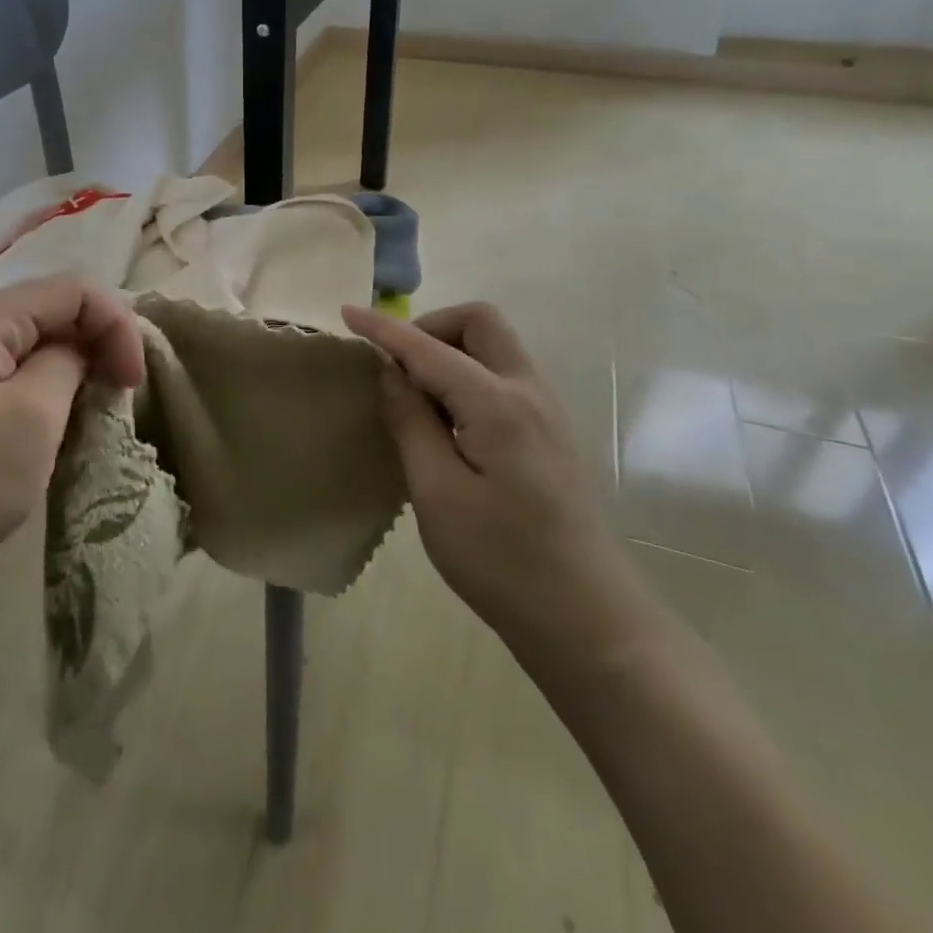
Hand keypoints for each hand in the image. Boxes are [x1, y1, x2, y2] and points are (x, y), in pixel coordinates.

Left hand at [0, 277, 144, 640]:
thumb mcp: (34, 417)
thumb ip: (68, 362)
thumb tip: (79, 348)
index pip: (75, 289)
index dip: (117, 325)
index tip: (133, 382)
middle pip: (53, 308)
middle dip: (97, 341)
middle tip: (119, 393)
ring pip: (33, 341)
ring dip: (73, 365)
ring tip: (91, 408)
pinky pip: (9, 370)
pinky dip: (44, 385)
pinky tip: (51, 420)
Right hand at [342, 302, 658, 675]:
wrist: (586, 619)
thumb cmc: (501, 560)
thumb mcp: (437, 493)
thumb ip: (411, 422)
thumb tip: (390, 372)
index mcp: (498, 405)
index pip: (429, 349)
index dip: (384, 329)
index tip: (346, 314)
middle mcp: (529, 393)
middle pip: (479, 323)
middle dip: (430, 328)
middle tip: (395, 367)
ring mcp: (546, 412)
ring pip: (494, 348)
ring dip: (449, 351)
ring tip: (415, 399)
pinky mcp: (548, 434)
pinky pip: (502, 377)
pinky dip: (467, 376)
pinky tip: (446, 422)